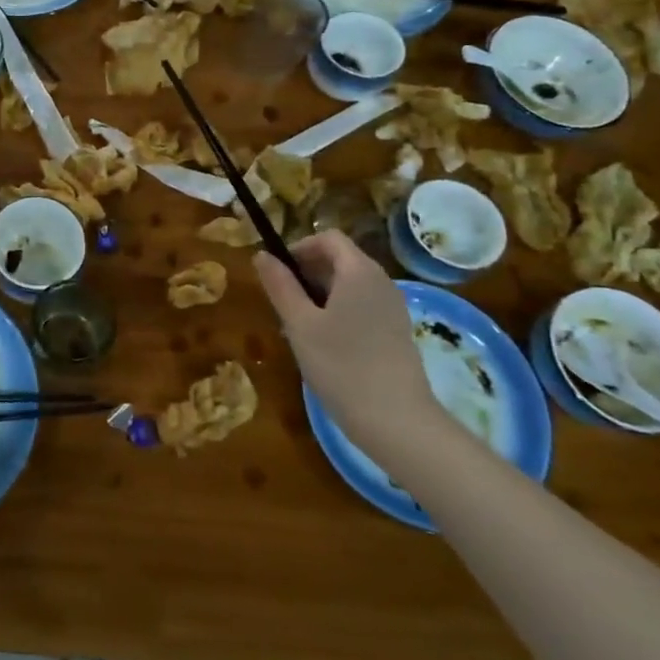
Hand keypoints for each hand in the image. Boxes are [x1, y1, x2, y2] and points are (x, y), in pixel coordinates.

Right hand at [252, 231, 442, 457]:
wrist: (397, 421)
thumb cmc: (341, 365)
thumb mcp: (299, 323)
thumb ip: (280, 285)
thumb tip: (262, 255)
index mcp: (359, 271)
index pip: (328, 238)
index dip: (299, 247)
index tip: (278, 273)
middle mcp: (381, 281)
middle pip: (340, 259)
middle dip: (307, 273)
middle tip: (283, 303)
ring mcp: (393, 308)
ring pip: (350, 285)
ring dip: (321, 295)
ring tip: (300, 327)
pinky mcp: (397, 332)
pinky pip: (363, 306)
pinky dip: (339, 312)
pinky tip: (325, 345)